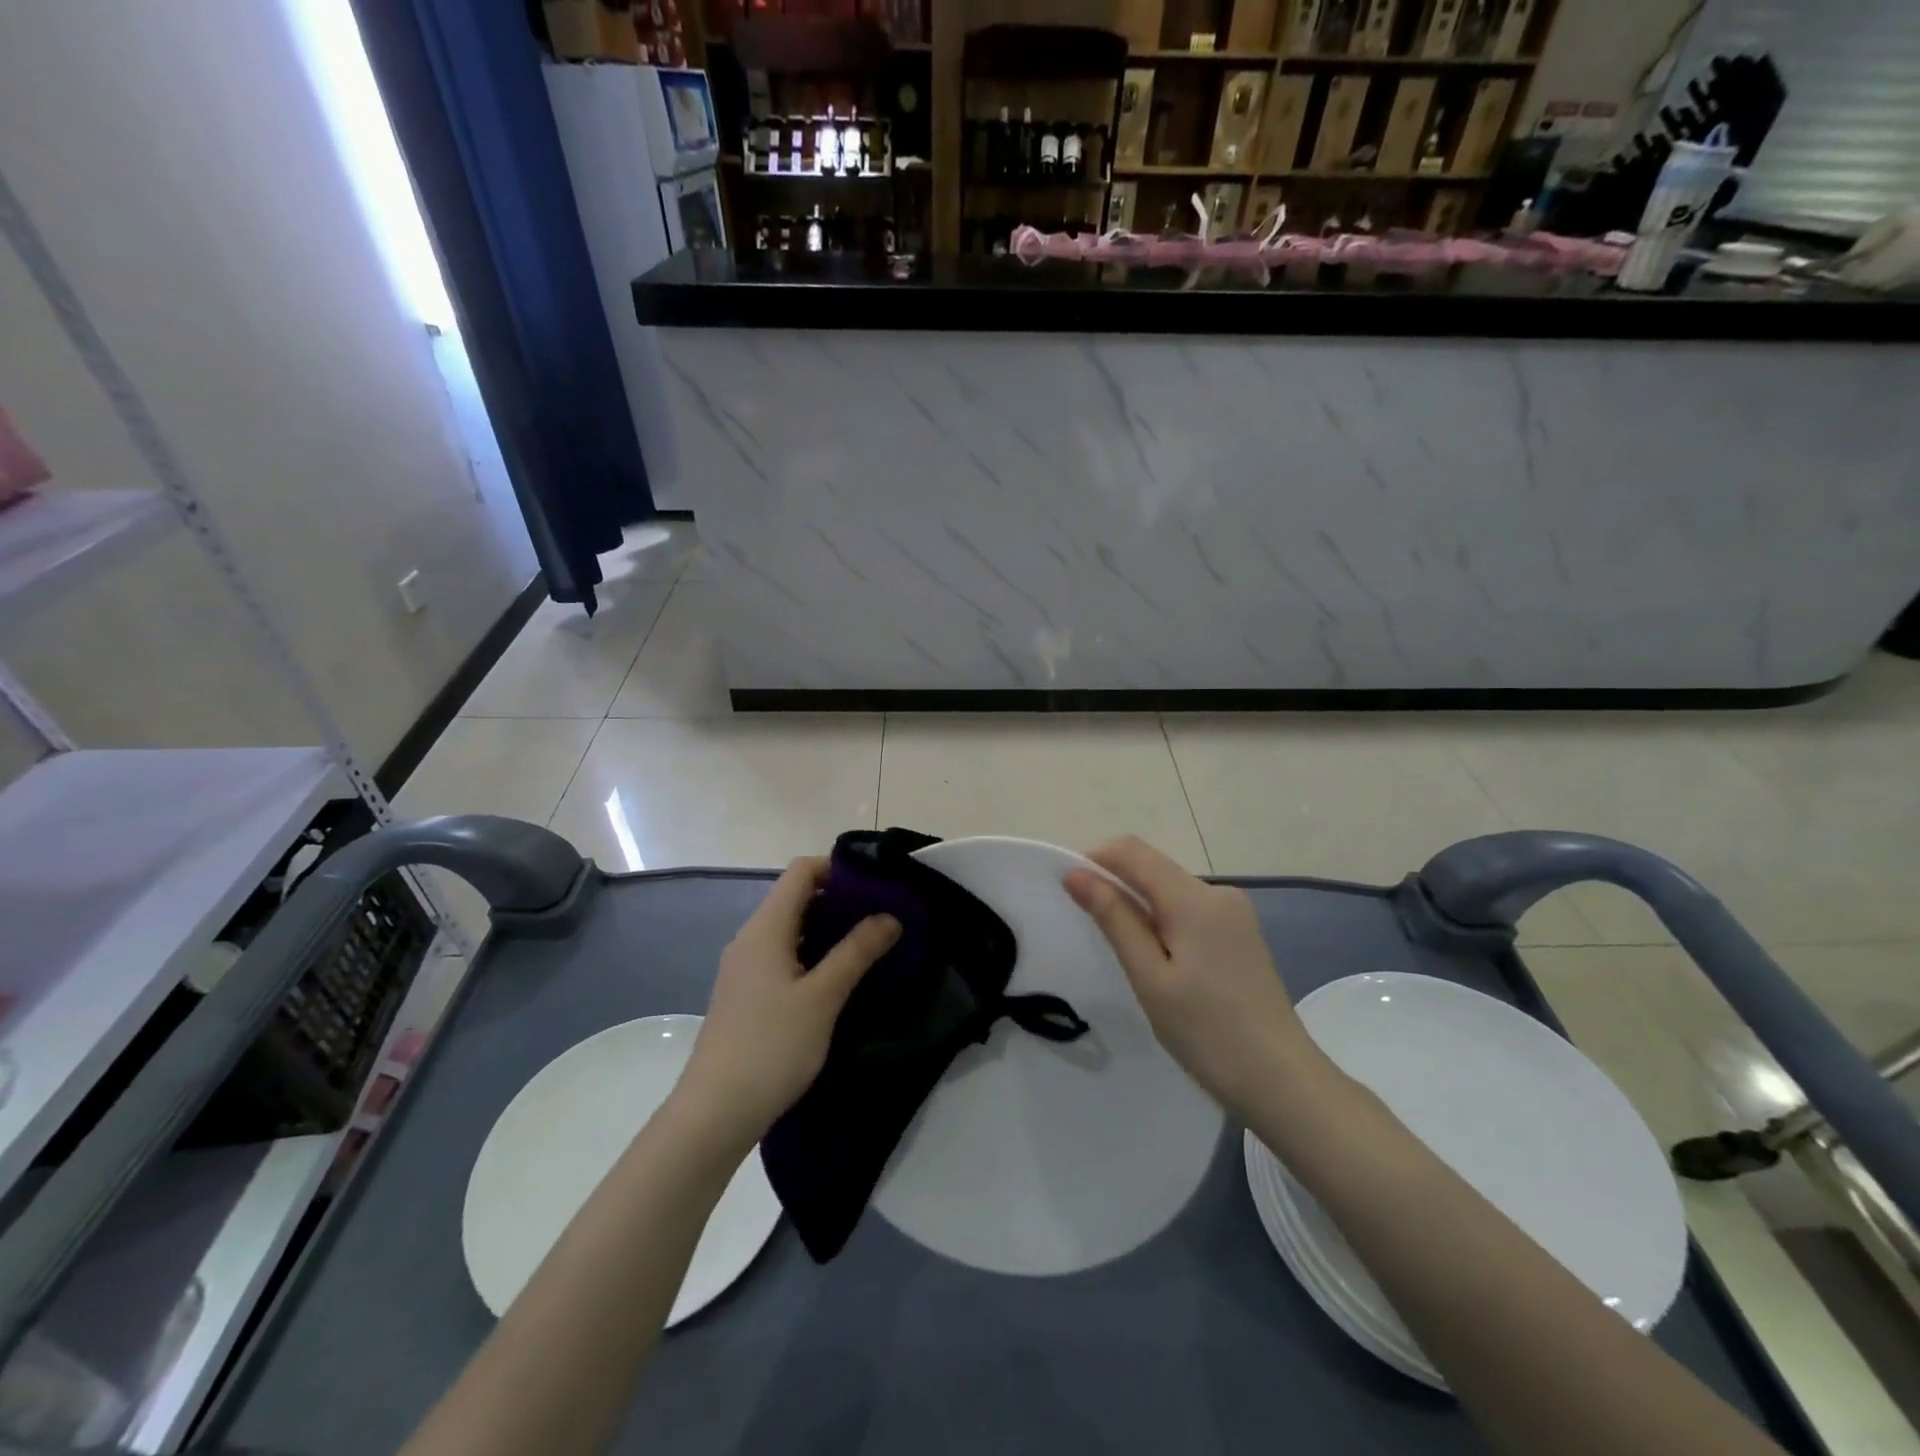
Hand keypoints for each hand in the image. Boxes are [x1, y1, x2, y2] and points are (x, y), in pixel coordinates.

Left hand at [678, 857, 899, 1146]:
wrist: (713, 1114)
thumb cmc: (771, 1047)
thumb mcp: (823, 998)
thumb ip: (857, 952)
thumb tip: (889, 916)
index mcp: (765, 928)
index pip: (801, 871)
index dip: (838, 869)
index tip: (875, 887)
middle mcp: (750, 938)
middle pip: (796, 898)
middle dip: (839, 901)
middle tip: (881, 918)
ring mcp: (744, 968)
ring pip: (791, 930)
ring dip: (828, 931)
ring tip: (868, 948)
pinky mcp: (745, 995)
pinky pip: (783, 956)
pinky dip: (812, 955)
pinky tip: (837, 981)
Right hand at [1065, 836, 1318, 1117]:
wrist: (1283, 1082)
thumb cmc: (1207, 1033)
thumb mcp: (1150, 977)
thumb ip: (1114, 918)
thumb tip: (1076, 873)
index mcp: (1194, 898)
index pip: (1131, 851)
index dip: (1094, 861)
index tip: (1072, 895)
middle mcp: (1218, 892)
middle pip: (1152, 868)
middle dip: (1117, 888)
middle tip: (1096, 938)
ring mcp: (1235, 912)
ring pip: (1169, 890)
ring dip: (1140, 909)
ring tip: (1130, 960)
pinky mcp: (1241, 933)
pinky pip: (1189, 910)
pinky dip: (1164, 924)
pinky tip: (1163, 966)